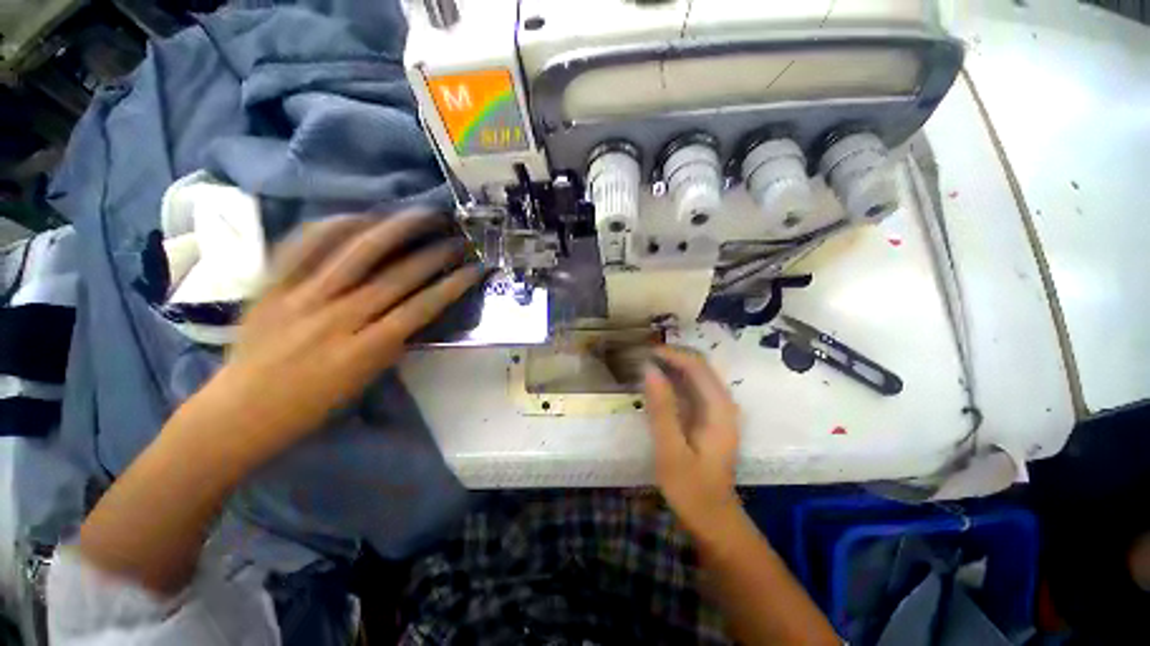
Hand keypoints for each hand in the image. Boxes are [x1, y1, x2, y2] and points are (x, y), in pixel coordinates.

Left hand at [195, 212, 481, 459]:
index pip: (422, 308)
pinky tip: (359, 215)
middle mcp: (337, 318)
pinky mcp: (271, 286)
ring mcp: (301, 298)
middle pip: (397, 277)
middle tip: (457, 238)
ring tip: (421, 214)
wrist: (240, 411)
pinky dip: (332, 227)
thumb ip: (393, 343)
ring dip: (395, 230)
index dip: (454, 285)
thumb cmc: (312, 405)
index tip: (475, 268)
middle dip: (435, 255)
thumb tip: (416, 311)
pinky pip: (303, 246)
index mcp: (364, 350)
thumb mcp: (365, 380)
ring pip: (356, 254)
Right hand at [643, 346, 742, 535]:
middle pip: (698, 367)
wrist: (713, 520)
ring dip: (670, 367)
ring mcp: (716, 411)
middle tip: (640, 357)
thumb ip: (662, 409)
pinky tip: (655, 386)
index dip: (671, 354)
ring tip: (643, 365)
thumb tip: (649, 370)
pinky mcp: (708, 418)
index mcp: (718, 409)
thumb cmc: (692, 490)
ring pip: (695, 376)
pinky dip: (672, 382)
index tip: (644, 352)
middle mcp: (722, 404)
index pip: (697, 366)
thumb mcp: (671, 451)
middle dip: (670, 357)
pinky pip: (691, 389)